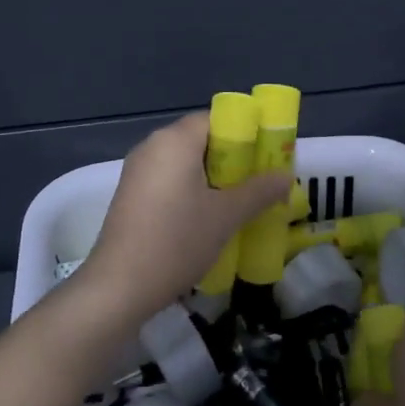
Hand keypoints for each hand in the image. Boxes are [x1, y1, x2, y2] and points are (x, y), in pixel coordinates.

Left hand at [83, 112, 290, 322]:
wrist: (119, 286)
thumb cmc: (177, 241)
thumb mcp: (226, 216)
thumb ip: (259, 191)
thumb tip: (286, 176)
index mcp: (175, 140)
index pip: (216, 119)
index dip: (245, 134)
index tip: (265, 158)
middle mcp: (152, 146)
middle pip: (200, 140)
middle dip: (232, 159)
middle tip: (257, 184)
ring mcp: (136, 171)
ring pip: (184, 163)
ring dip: (212, 178)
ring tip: (237, 204)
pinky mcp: (129, 195)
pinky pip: (168, 180)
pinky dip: (190, 191)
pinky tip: (205, 220)